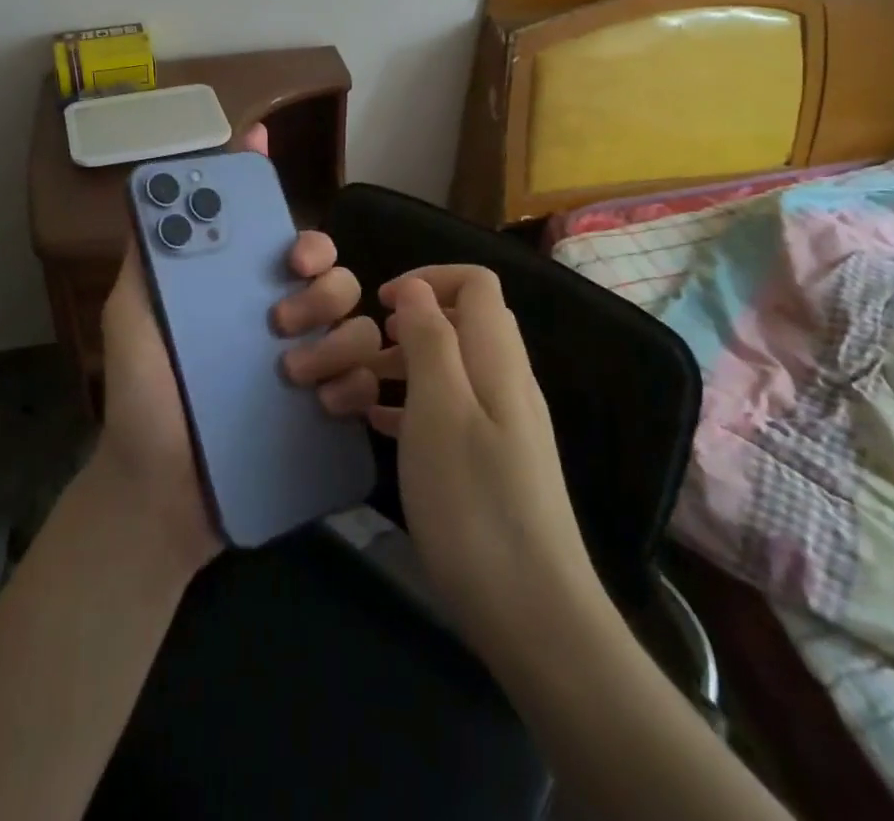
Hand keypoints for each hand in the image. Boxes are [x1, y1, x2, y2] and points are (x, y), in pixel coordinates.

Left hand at [87, 125, 369, 577]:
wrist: (156, 492)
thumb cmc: (143, 396)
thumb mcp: (132, 316)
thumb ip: (147, 258)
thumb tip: (155, 195)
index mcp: (248, 293)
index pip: (296, 247)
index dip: (308, 241)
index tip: (293, 256)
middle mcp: (287, 322)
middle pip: (339, 279)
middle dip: (322, 291)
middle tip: (280, 320)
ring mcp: (312, 368)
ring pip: (361, 327)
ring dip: (336, 341)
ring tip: (292, 373)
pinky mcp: (327, 415)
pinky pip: (366, 384)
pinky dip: (353, 387)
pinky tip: (322, 404)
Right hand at [313, 264, 603, 658]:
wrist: (534, 615)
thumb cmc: (474, 502)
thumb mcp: (439, 409)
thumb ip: (429, 338)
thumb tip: (416, 288)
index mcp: (498, 359)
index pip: (476, 283)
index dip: (428, 277)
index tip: (380, 302)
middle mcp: (508, 382)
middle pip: (464, 321)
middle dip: (412, 320)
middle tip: (366, 346)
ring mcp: (506, 425)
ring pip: (453, 367)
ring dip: (407, 364)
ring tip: (359, 387)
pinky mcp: (496, 463)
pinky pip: (451, 409)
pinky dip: (414, 403)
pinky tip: (380, 426)